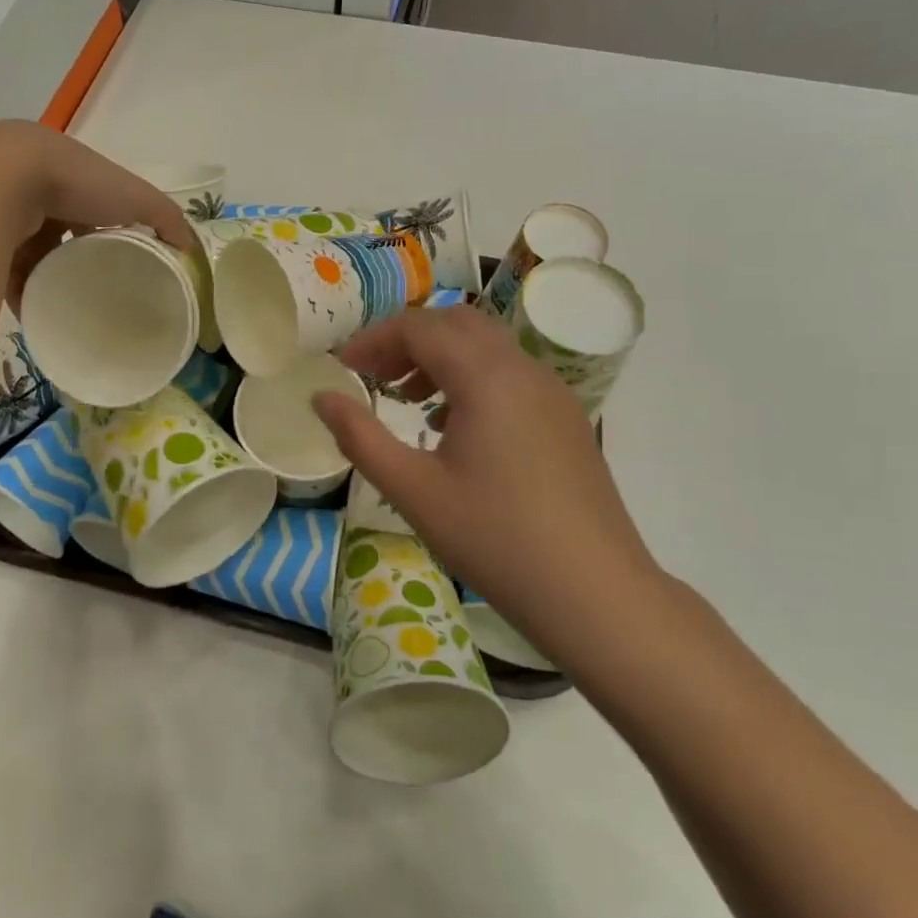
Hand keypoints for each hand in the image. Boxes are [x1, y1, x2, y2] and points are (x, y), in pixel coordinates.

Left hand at [0, 122, 195, 383]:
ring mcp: (5, 212)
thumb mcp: (137, 198)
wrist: (3, 180)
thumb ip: (167, 220)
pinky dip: (21, 293)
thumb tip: (191, 251)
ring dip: (48, 279)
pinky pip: (5, 271)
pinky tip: (37, 314)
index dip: (110, 230)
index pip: (95, 205)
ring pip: (31, 253)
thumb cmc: (77, 183)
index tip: (124, 263)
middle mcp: (36, 189)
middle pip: (60, 232)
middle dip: (75, 260)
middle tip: (96, 292)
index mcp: (72, 174)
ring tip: (68, 310)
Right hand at [311, 306, 666, 666]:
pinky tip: (454, 426)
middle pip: (456, 323)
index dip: (374, 340)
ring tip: (408, 398)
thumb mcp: (413, 490)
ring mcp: (552, 392)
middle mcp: (523, 369)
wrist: (596, 594)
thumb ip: (359, 437)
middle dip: (408, 339)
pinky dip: (472, 377)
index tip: (343, 368)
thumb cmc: (495, 539)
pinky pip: (510, 373)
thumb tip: (321, 397)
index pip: (419, 328)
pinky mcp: (566, 418)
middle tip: (373, 375)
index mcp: (486, 377)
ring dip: (441, 356)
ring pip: (487, 346)